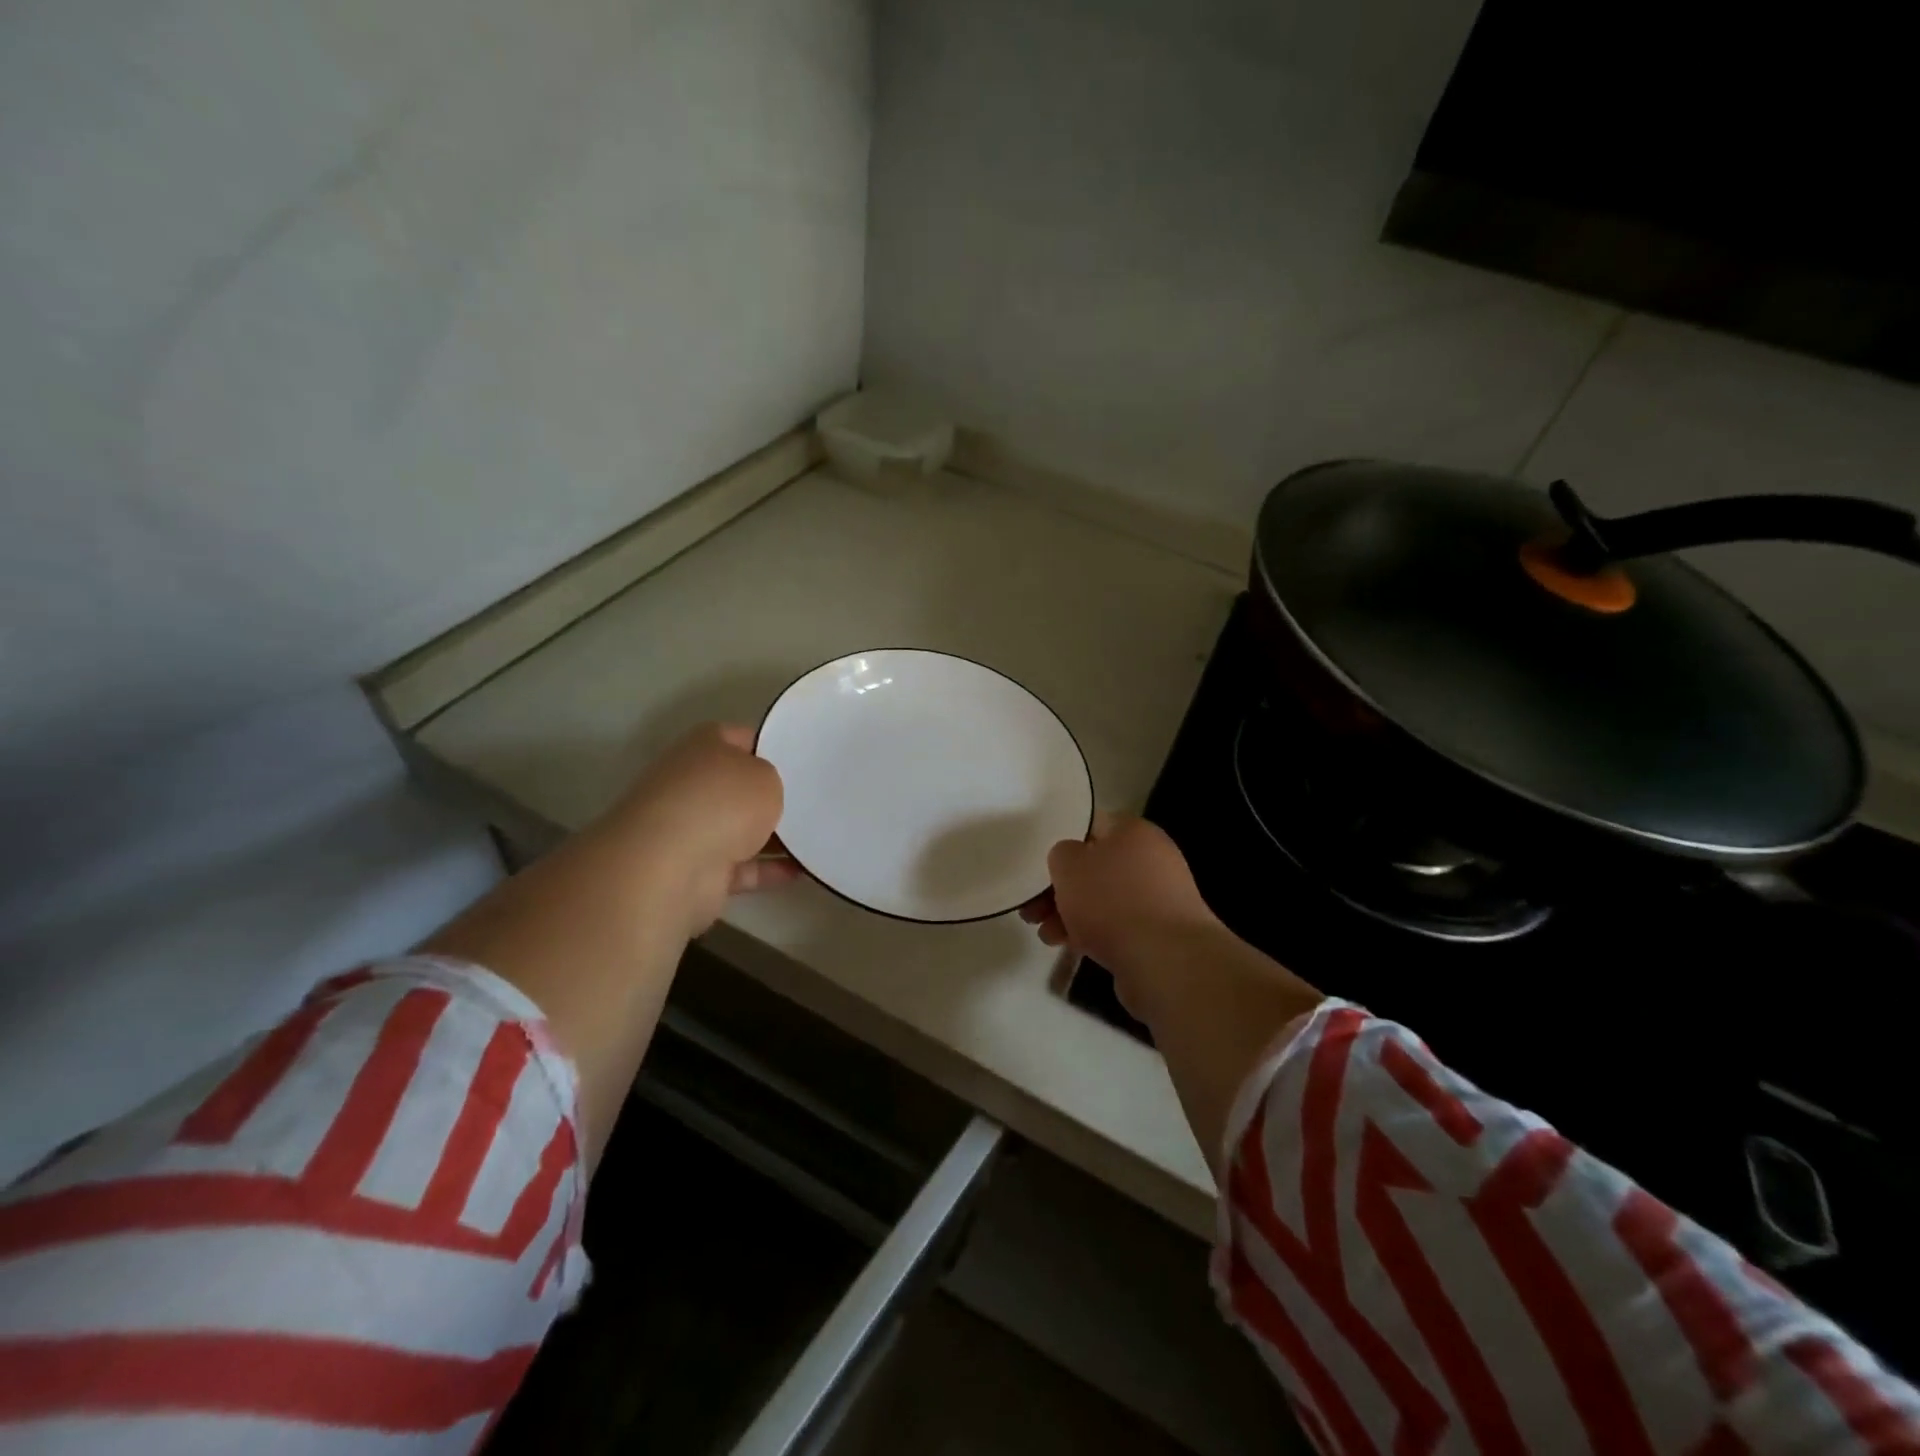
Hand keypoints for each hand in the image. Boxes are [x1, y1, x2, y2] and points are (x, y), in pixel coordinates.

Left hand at [597, 722, 798, 936]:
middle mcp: (692, 784)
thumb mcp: (766, 776)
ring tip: (817, 836)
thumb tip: (766, 793)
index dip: (772, 744)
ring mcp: (691, 829)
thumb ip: (772, 780)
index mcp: (703, 747)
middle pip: (739, 786)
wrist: (672, 866)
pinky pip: (742, 867)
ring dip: (773, 836)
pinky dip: (768, 870)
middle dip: (772, 794)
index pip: (742, 737)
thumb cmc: (722, 802)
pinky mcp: (697, 870)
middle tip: (813, 799)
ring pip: (740, 828)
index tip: (803, 759)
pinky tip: (802, 870)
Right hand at [1021, 813, 1218, 973]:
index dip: (1061, 842)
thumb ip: (1061, 854)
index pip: (1091, 825)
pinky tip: (1068, 947)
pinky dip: (1092, 933)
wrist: (1166, 961)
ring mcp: (1159, 898)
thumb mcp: (1069, 865)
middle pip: (1095, 867)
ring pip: (1103, 899)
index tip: (1038, 865)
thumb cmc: (1113, 901)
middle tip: (1032, 908)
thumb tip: (1072, 861)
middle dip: (1060, 888)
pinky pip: (1117, 926)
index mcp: (1134, 832)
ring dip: (1070, 914)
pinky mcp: (1159, 934)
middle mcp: (1152, 859)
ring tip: (1045, 934)